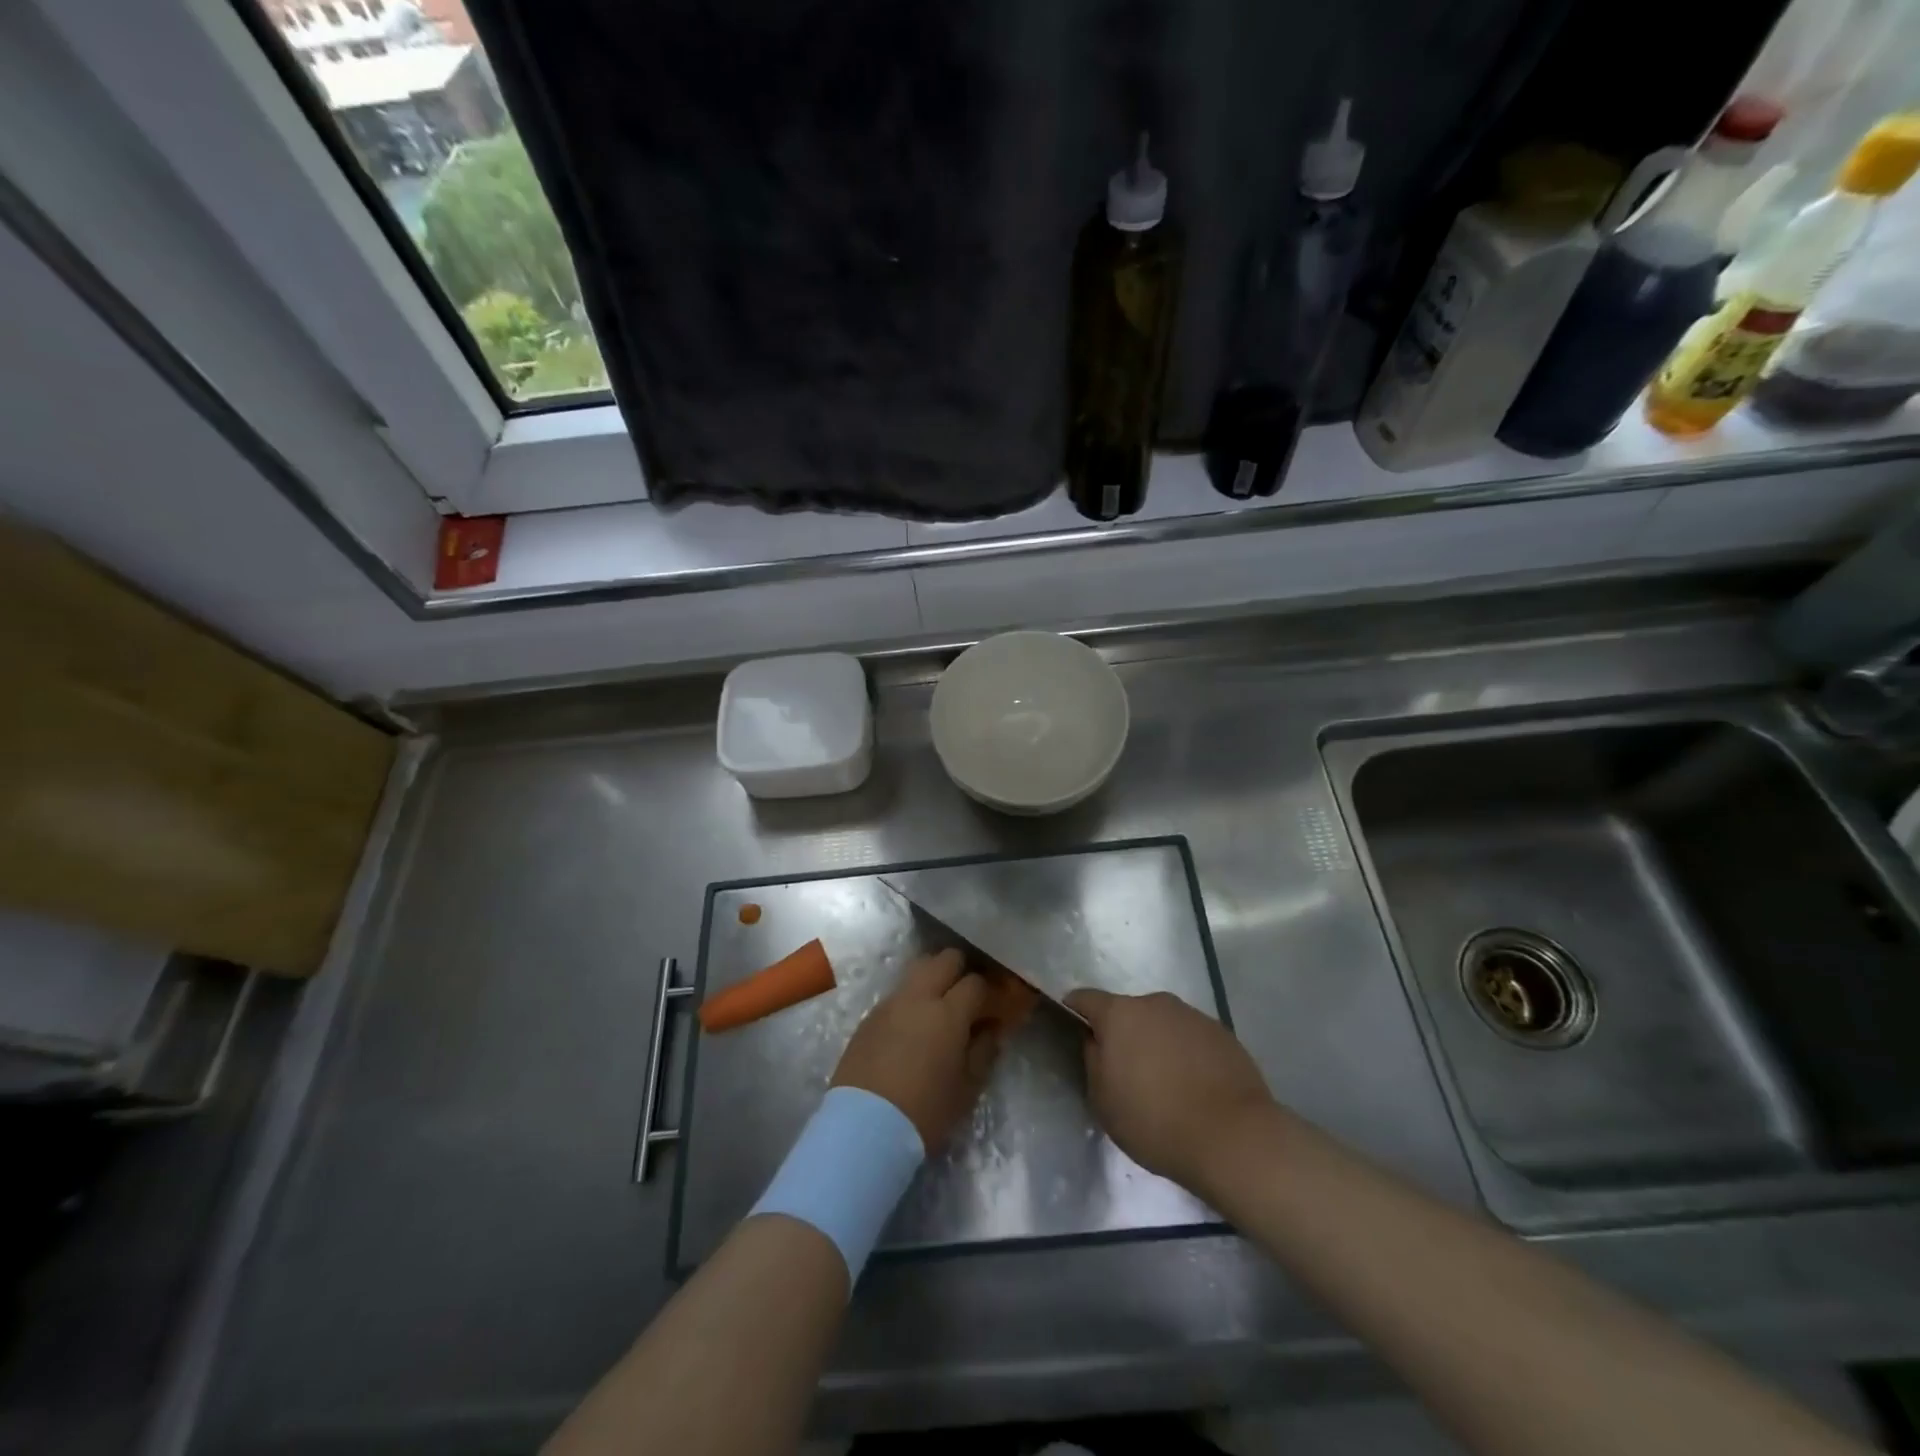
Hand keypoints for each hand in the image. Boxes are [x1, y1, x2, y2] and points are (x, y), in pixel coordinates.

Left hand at [832, 949, 1001, 1151]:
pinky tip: (913, 1027)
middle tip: (968, 998)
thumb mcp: (967, 1089)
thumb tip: (990, 1031)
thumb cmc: (925, 1112)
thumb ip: (984, 1052)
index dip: (989, 992)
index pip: (976, 983)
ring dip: (933, 979)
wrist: (863, 1127)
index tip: (995, 1009)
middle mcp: (918, 997)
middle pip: (944, 959)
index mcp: (948, 1012)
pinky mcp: (869, 1017)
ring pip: (917, 969)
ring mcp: (890, 1003)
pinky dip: (911, 999)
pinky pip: (897, 993)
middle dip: (961, 971)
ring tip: (940, 1008)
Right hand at [1063, 989, 1274, 1193]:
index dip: (1076, 1010)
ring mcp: (1192, 1015)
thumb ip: (1093, 1061)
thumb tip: (1097, 1041)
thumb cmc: (1155, 1121)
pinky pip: (1191, 1038)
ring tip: (1165, 1082)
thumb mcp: (1104, 1101)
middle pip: (1128, 1011)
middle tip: (1125, 1069)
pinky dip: (1186, 1053)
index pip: (1085, 999)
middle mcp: (1155, 1003)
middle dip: (1123, 1033)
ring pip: (1162, 1023)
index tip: (1073, 1027)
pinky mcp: (1222, 1033)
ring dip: (1157, 1042)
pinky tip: (1194, 1086)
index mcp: (1120, 1014)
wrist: (1233, 1137)